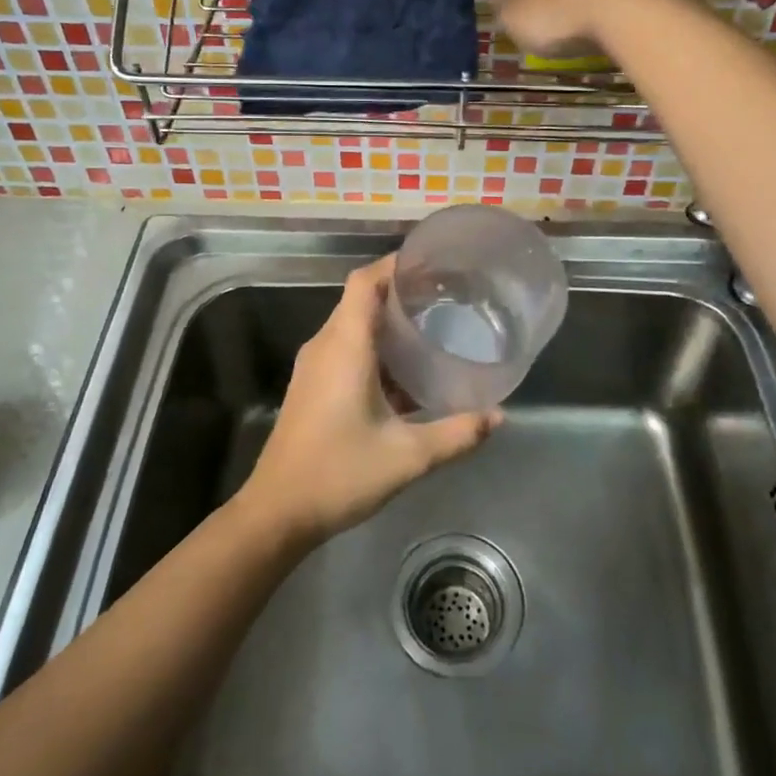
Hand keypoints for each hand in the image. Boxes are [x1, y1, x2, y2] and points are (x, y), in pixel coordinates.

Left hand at [238, 255, 501, 543]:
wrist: (277, 512)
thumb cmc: (339, 473)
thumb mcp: (408, 456)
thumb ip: (457, 434)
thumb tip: (498, 417)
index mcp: (344, 346)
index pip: (365, 282)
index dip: (395, 264)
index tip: (432, 262)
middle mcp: (325, 345)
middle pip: (360, 297)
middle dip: (400, 290)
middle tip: (445, 294)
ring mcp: (314, 366)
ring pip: (352, 324)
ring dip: (387, 320)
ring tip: (431, 325)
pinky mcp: (311, 385)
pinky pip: (345, 347)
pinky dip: (375, 345)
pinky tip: (405, 370)